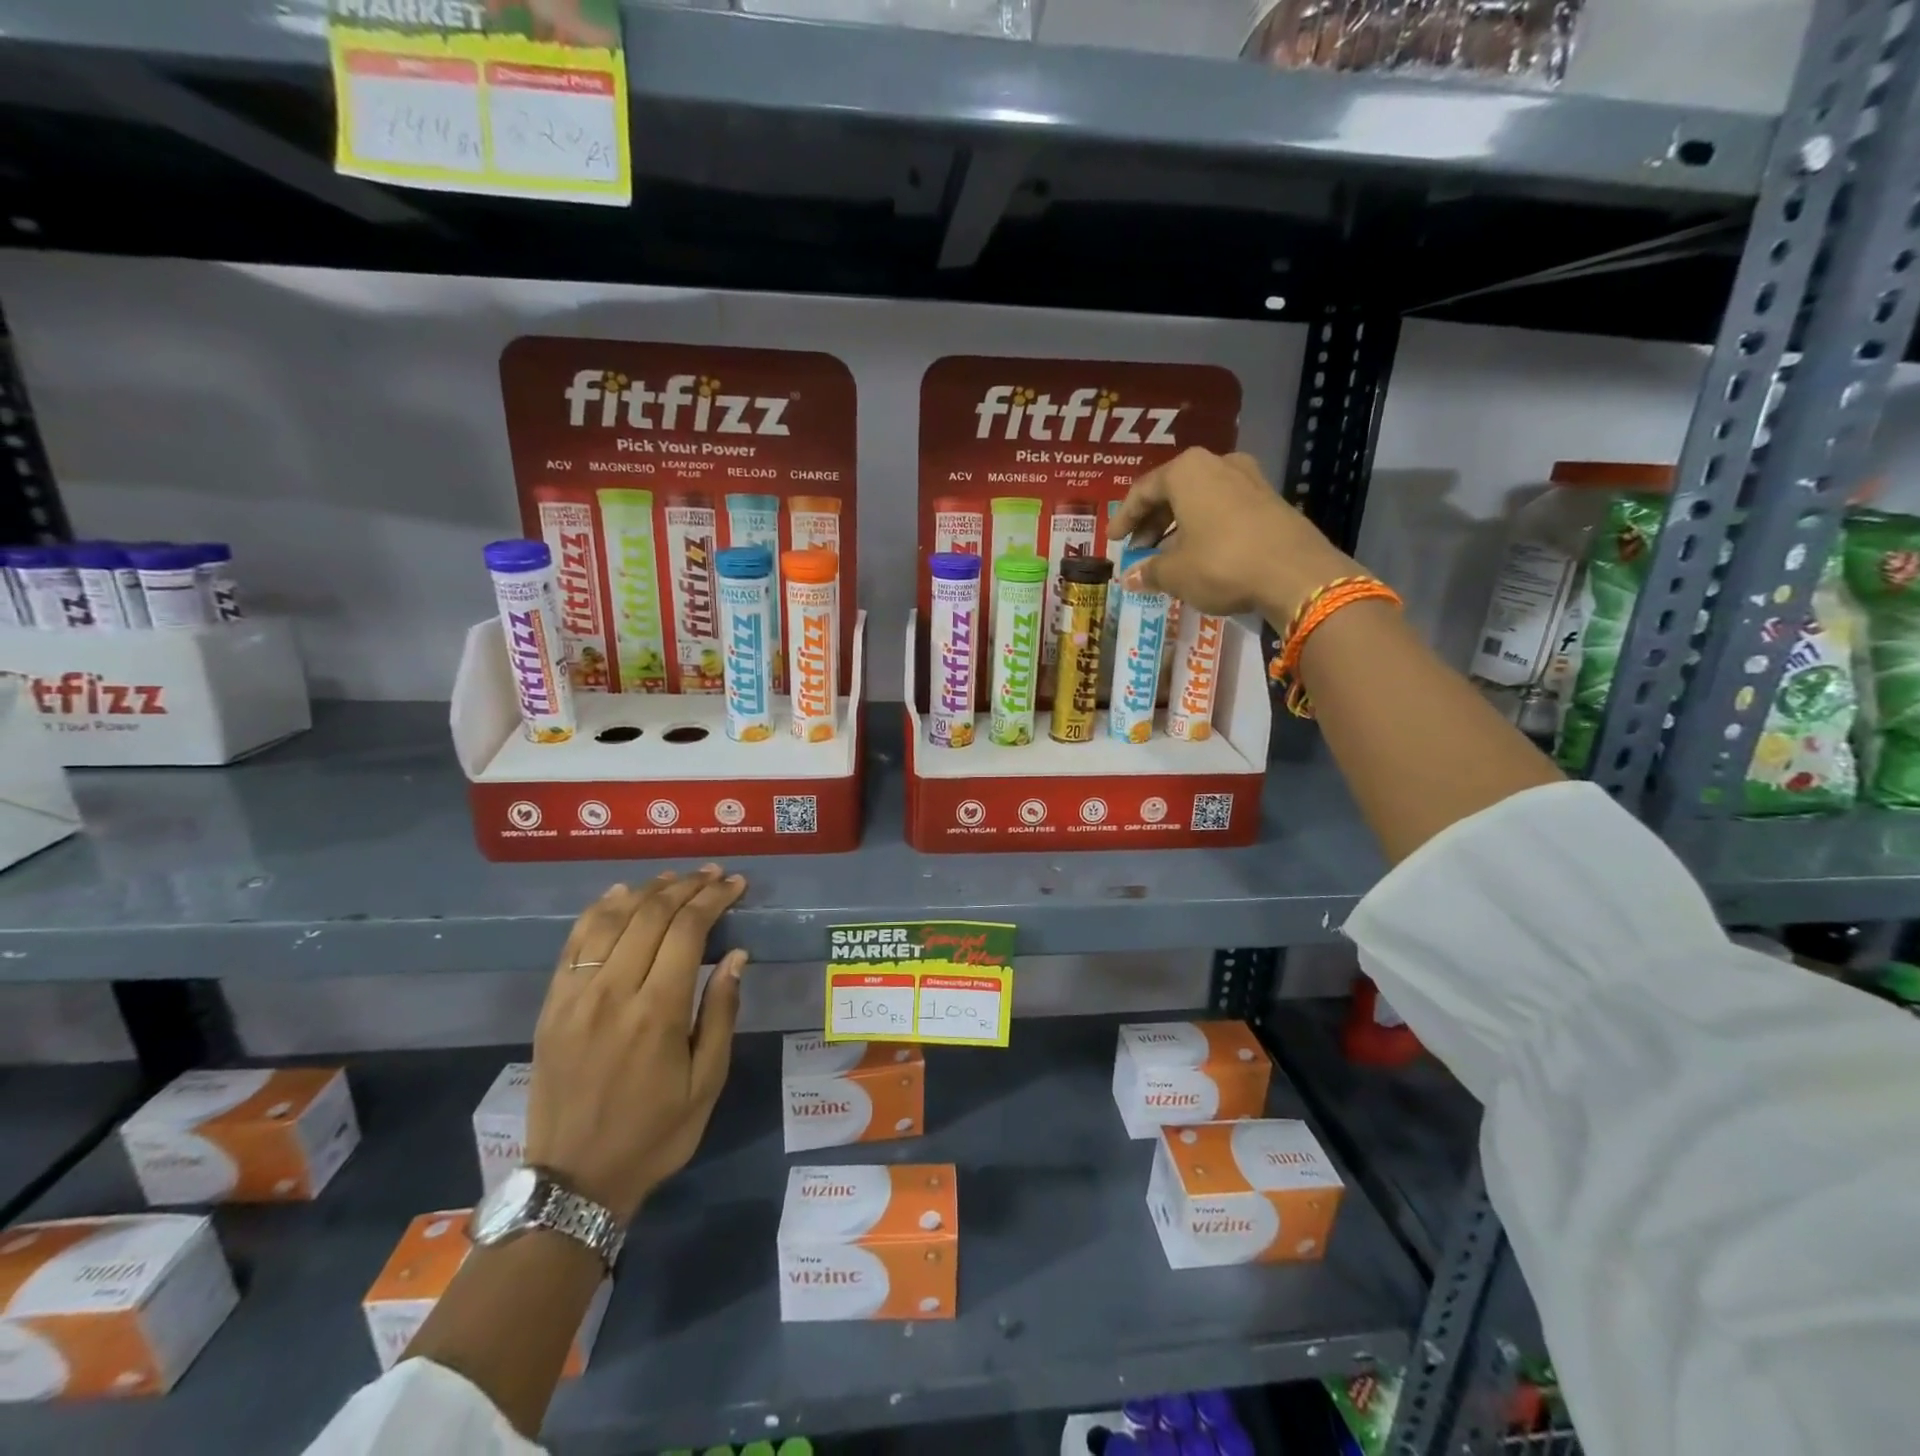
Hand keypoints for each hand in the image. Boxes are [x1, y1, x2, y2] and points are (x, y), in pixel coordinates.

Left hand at [526, 866, 748, 1222]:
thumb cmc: (654, 1133)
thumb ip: (721, 1012)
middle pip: (650, 915)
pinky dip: (599, 910)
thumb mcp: (707, 1082)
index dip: (714, 899)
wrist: (573, 1180)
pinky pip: (574, 942)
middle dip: (686, 886)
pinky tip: (619, 895)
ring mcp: (575, 996)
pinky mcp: (552, 1005)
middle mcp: (612, 992)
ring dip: (646, 890)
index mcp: (656, 1012)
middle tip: (713, 875)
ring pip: (611, 919)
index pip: (687, 930)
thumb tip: (736, 955)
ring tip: (674, 878)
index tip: (735, 884)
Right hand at [1110, 448, 1357, 623]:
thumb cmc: (1221, 564)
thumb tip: (1129, 577)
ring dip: (1178, 526)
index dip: (1124, 518)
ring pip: (1200, 500)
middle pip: (1173, 492)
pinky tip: (1199, 555)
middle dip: (1152, 523)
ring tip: (1166, 556)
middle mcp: (1218, 464)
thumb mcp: (1175, 573)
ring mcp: (1249, 479)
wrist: (1295, 574)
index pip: (1142, 491)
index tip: (1112, 540)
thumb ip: (1149, 571)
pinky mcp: (1270, 500)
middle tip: (1138, 550)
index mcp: (1187, 471)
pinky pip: (1224, 509)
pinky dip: (1204, 528)